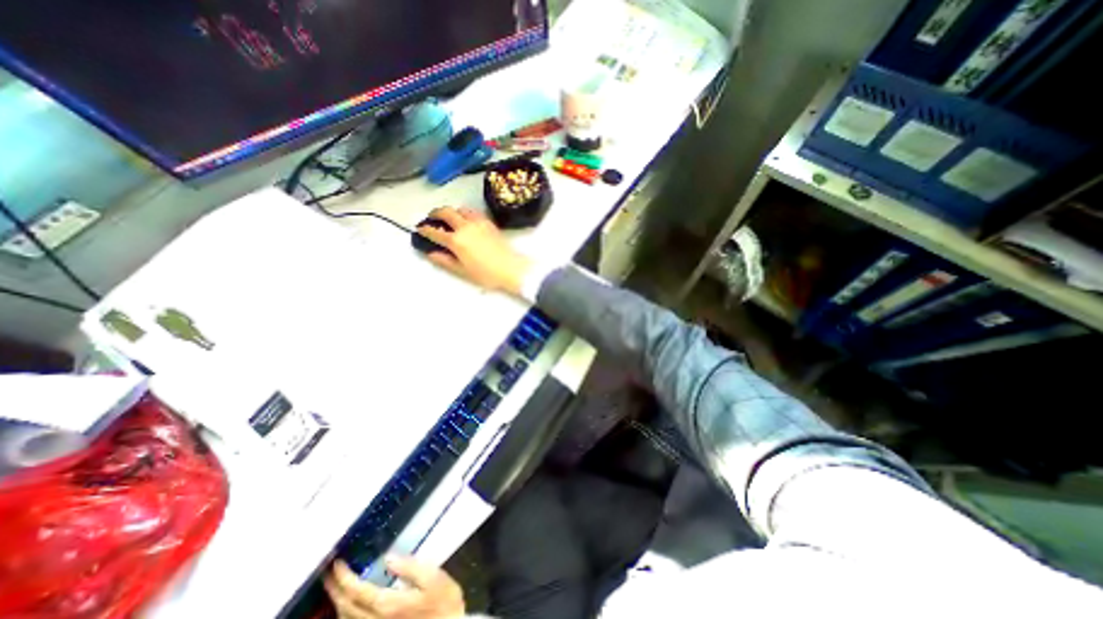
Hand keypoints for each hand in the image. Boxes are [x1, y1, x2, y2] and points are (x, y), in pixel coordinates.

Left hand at [324, 557, 465, 616]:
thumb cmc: (443, 601)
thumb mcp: (434, 578)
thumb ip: (410, 567)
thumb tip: (388, 558)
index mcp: (388, 605)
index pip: (357, 592)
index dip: (344, 578)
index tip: (337, 563)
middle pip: (347, 608)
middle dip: (335, 590)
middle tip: (328, 573)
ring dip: (337, 603)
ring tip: (334, 587)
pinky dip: (345, 615)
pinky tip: (347, 606)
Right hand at [416, 205, 532, 295]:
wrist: (511, 269)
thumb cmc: (486, 274)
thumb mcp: (462, 271)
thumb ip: (445, 261)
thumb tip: (430, 253)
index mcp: (456, 241)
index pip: (435, 232)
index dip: (425, 230)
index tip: (420, 229)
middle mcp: (465, 227)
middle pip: (446, 212)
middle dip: (435, 213)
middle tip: (431, 218)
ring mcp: (478, 222)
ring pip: (460, 209)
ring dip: (452, 211)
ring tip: (450, 218)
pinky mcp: (489, 222)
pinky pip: (473, 212)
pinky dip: (465, 212)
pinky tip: (466, 220)